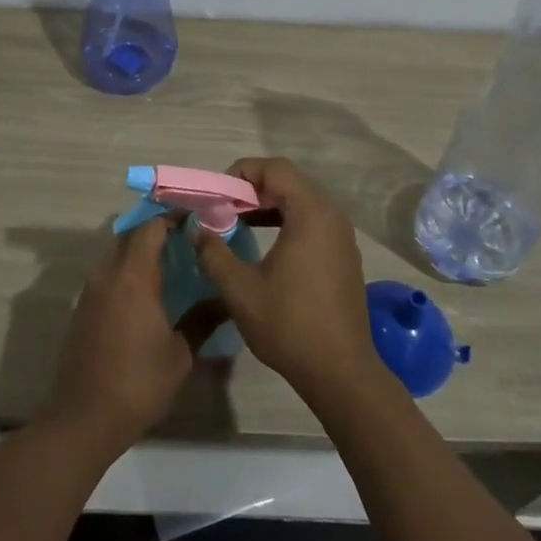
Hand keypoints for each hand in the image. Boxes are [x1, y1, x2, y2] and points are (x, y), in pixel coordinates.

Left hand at [43, 219, 204, 454]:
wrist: (84, 417)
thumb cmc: (138, 383)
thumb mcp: (180, 354)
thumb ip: (202, 320)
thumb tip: (227, 300)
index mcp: (133, 277)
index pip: (151, 228)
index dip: (173, 219)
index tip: (196, 221)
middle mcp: (108, 274)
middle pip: (131, 235)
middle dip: (157, 232)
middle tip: (187, 241)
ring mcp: (90, 291)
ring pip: (116, 253)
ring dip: (139, 250)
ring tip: (170, 263)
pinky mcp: (83, 308)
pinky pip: (107, 274)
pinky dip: (126, 270)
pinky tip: (146, 291)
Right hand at [193, 158, 380, 399]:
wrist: (341, 372)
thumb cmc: (289, 325)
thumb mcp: (240, 289)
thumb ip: (213, 253)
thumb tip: (197, 230)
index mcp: (311, 213)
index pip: (275, 168)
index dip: (241, 172)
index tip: (217, 194)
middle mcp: (331, 215)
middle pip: (289, 181)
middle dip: (252, 188)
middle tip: (223, 207)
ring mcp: (342, 236)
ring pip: (301, 201)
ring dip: (268, 205)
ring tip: (237, 221)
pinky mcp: (343, 255)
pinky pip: (312, 221)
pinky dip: (286, 221)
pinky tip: (264, 244)